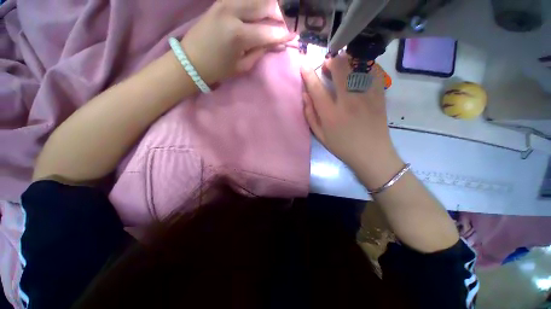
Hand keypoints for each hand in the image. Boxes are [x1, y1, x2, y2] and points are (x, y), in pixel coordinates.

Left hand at [181, 0, 294, 84]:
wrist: (191, 60)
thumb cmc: (218, 69)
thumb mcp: (243, 65)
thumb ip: (261, 51)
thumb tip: (277, 42)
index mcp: (238, 34)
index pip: (269, 31)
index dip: (284, 34)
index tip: (294, 36)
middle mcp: (233, 12)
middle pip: (265, 5)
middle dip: (280, 15)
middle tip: (286, 25)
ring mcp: (225, 2)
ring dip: (270, 6)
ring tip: (275, 18)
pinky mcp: (221, 1)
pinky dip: (257, 3)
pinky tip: (261, 12)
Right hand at [301, 55, 401, 183]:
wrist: (371, 154)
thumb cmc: (342, 146)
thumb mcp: (320, 136)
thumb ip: (310, 115)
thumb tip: (305, 95)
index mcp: (331, 114)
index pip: (316, 88)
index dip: (308, 74)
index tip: (304, 65)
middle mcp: (348, 101)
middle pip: (340, 69)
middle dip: (331, 61)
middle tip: (327, 65)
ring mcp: (366, 96)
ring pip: (357, 66)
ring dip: (347, 61)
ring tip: (342, 66)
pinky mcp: (380, 96)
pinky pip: (373, 72)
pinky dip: (364, 67)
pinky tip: (359, 72)